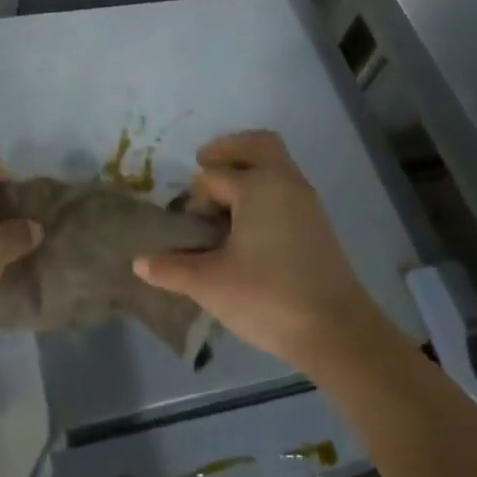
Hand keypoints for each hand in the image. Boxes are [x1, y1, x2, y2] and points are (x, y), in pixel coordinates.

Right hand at [135, 131, 379, 369]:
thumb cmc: (268, 298)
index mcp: (258, 186)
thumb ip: (171, 268)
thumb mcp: (210, 284)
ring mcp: (307, 201)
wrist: (338, 332)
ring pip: (276, 163)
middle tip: (205, 167)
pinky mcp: (318, 222)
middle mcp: (285, 182)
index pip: (213, 175)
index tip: (188, 227)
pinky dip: (265, 188)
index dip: (194, 198)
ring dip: (248, 169)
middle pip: (257, 144)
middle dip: (228, 150)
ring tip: (223, 202)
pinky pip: (286, 186)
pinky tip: (248, 224)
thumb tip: (139, 262)